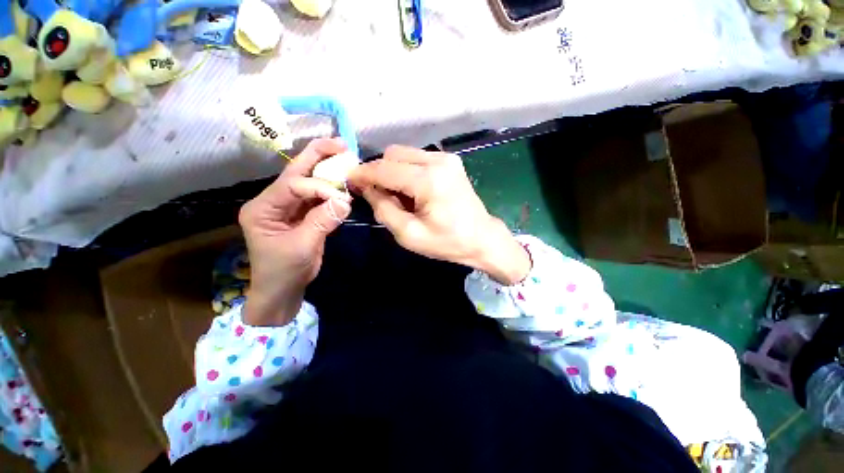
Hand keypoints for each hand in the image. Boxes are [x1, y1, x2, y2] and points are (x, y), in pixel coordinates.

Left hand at [239, 138, 351, 325]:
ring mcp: (289, 207)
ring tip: (346, 158)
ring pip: (308, 182)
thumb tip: (345, 201)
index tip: (341, 197)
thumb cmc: (284, 271)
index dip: (318, 187)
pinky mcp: (303, 214)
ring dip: (327, 171)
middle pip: (295, 172)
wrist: (283, 290)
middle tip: (340, 144)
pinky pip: (318, 197)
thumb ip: (322, 221)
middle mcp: (273, 201)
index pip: (292, 185)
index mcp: (262, 208)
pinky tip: (344, 183)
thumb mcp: (302, 247)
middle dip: (317, 156)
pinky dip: (332, 190)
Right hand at [348, 145, 530, 284]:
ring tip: (397, 196)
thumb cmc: (447, 242)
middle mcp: (438, 161)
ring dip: (392, 171)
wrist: (482, 238)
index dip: (362, 174)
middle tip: (378, 195)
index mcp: (428, 181)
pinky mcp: (450, 161)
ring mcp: (446, 158)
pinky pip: (417, 159)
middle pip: (392, 154)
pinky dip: (406, 171)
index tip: (349, 181)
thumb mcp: (409, 234)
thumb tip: (368, 189)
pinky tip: (411, 190)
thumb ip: (384, 209)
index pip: (384, 169)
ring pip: (404, 154)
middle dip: (378, 172)